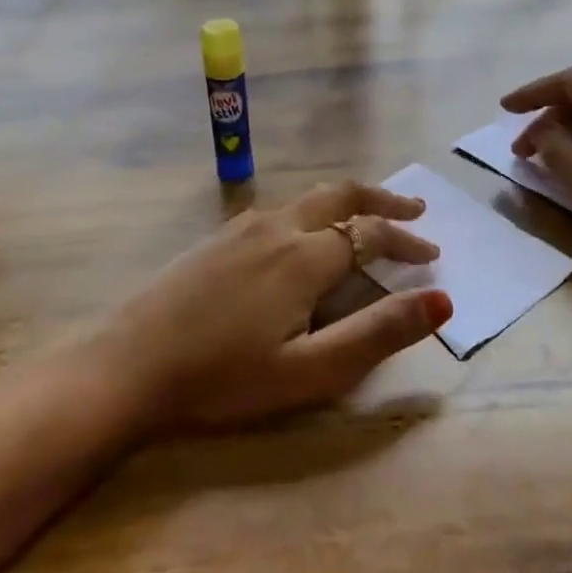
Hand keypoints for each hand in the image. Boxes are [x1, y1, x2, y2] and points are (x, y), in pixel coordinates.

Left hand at [96, 182, 452, 432]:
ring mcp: (240, 228)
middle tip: (413, 211)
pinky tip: (303, 237)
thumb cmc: (224, 377)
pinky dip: (311, 212)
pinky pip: (279, 211)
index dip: (406, 241)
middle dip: (381, 201)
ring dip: (346, 204)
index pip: (369, 233)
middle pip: (340, 195)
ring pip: (307, 199)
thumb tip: (442, 300)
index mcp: (304, 256)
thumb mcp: (311, 370)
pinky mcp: (216, 239)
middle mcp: (276, 227)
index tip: (431, 255)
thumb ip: (378, 333)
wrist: (129, 365)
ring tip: (366, 218)